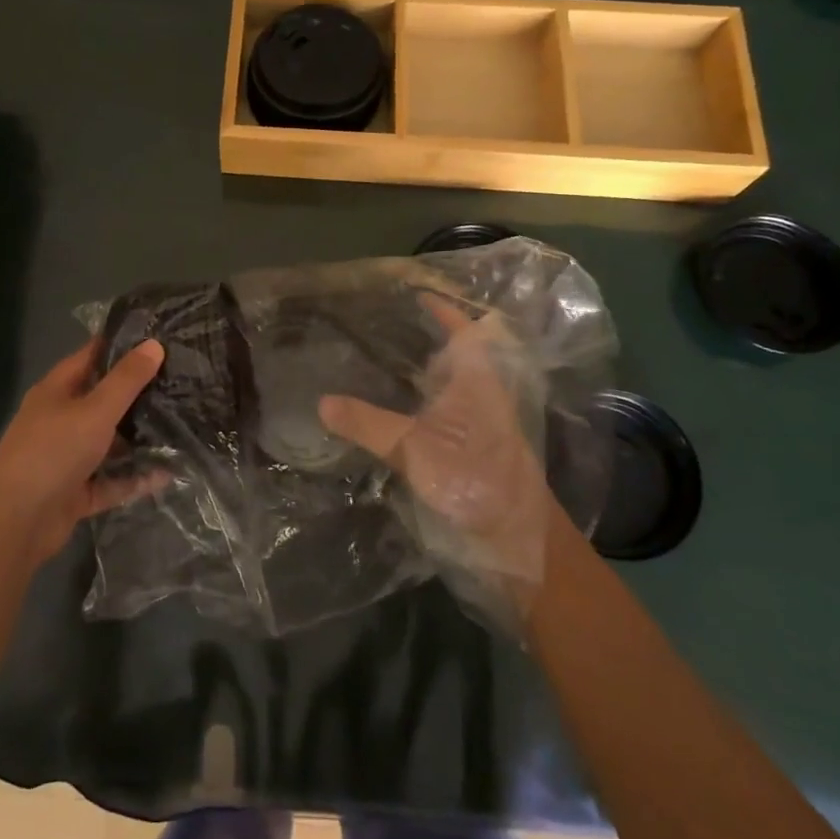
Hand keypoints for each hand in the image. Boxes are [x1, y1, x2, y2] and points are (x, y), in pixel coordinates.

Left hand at [0, 338, 166, 564]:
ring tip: (182, 427)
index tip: (159, 338)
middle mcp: (60, 420)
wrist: (16, 523)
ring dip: (139, 439)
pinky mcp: (76, 491)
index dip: (122, 345)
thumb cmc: (53, 452)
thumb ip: (126, 380)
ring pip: (109, 443)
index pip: (92, 357)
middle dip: (139, 395)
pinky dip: (135, 478)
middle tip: (181, 383)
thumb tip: (154, 344)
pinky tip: (168, 474)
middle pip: (104, 400)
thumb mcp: (95, 410)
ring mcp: (67, 457)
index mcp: (57, 391)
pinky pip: (111, 480)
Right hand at [318, 295, 556, 601]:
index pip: (464, 330)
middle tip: (377, 326)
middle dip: (423, 340)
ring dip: (418, 374)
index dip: (443, 310)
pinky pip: (438, 417)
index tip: (415, 294)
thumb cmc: (475, 481)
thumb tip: (320, 401)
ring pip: (446, 388)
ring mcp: (476, 428)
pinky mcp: (469, 456)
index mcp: (478, 381)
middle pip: (455, 357)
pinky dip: (415, 407)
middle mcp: (480, 397)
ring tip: (373, 362)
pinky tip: (387, 414)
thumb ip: (366, 423)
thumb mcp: (413, 448)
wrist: (518, 544)